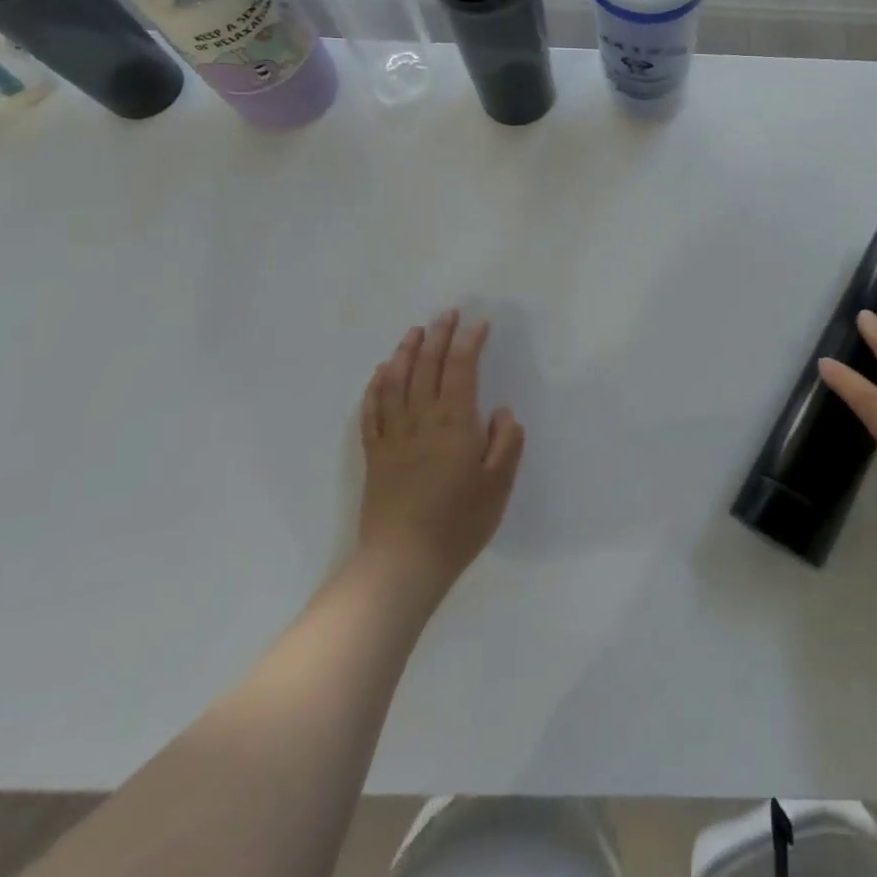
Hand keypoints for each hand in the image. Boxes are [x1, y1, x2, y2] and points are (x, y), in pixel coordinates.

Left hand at [353, 311, 524, 603]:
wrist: (401, 563)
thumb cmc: (458, 524)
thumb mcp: (498, 486)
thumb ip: (505, 443)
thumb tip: (500, 412)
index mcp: (454, 423)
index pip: (460, 369)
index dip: (469, 342)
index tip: (479, 323)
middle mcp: (420, 420)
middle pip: (427, 366)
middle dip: (439, 336)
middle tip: (447, 313)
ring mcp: (393, 436)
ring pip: (396, 381)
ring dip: (406, 352)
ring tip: (415, 330)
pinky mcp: (374, 455)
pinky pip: (372, 411)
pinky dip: (376, 386)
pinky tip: (381, 373)